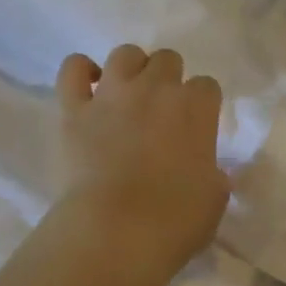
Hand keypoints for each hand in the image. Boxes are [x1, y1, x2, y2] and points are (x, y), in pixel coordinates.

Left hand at [55, 45, 228, 275]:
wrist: (114, 232)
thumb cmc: (174, 220)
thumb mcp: (214, 199)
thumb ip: (212, 173)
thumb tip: (205, 170)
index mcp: (196, 108)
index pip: (207, 86)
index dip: (202, 103)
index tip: (197, 124)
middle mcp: (156, 89)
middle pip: (168, 59)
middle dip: (168, 79)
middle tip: (162, 110)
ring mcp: (112, 95)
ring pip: (124, 54)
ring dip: (131, 68)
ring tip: (129, 93)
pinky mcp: (74, 110)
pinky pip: (72, 69)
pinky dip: (80, 71)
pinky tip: (87, 86)